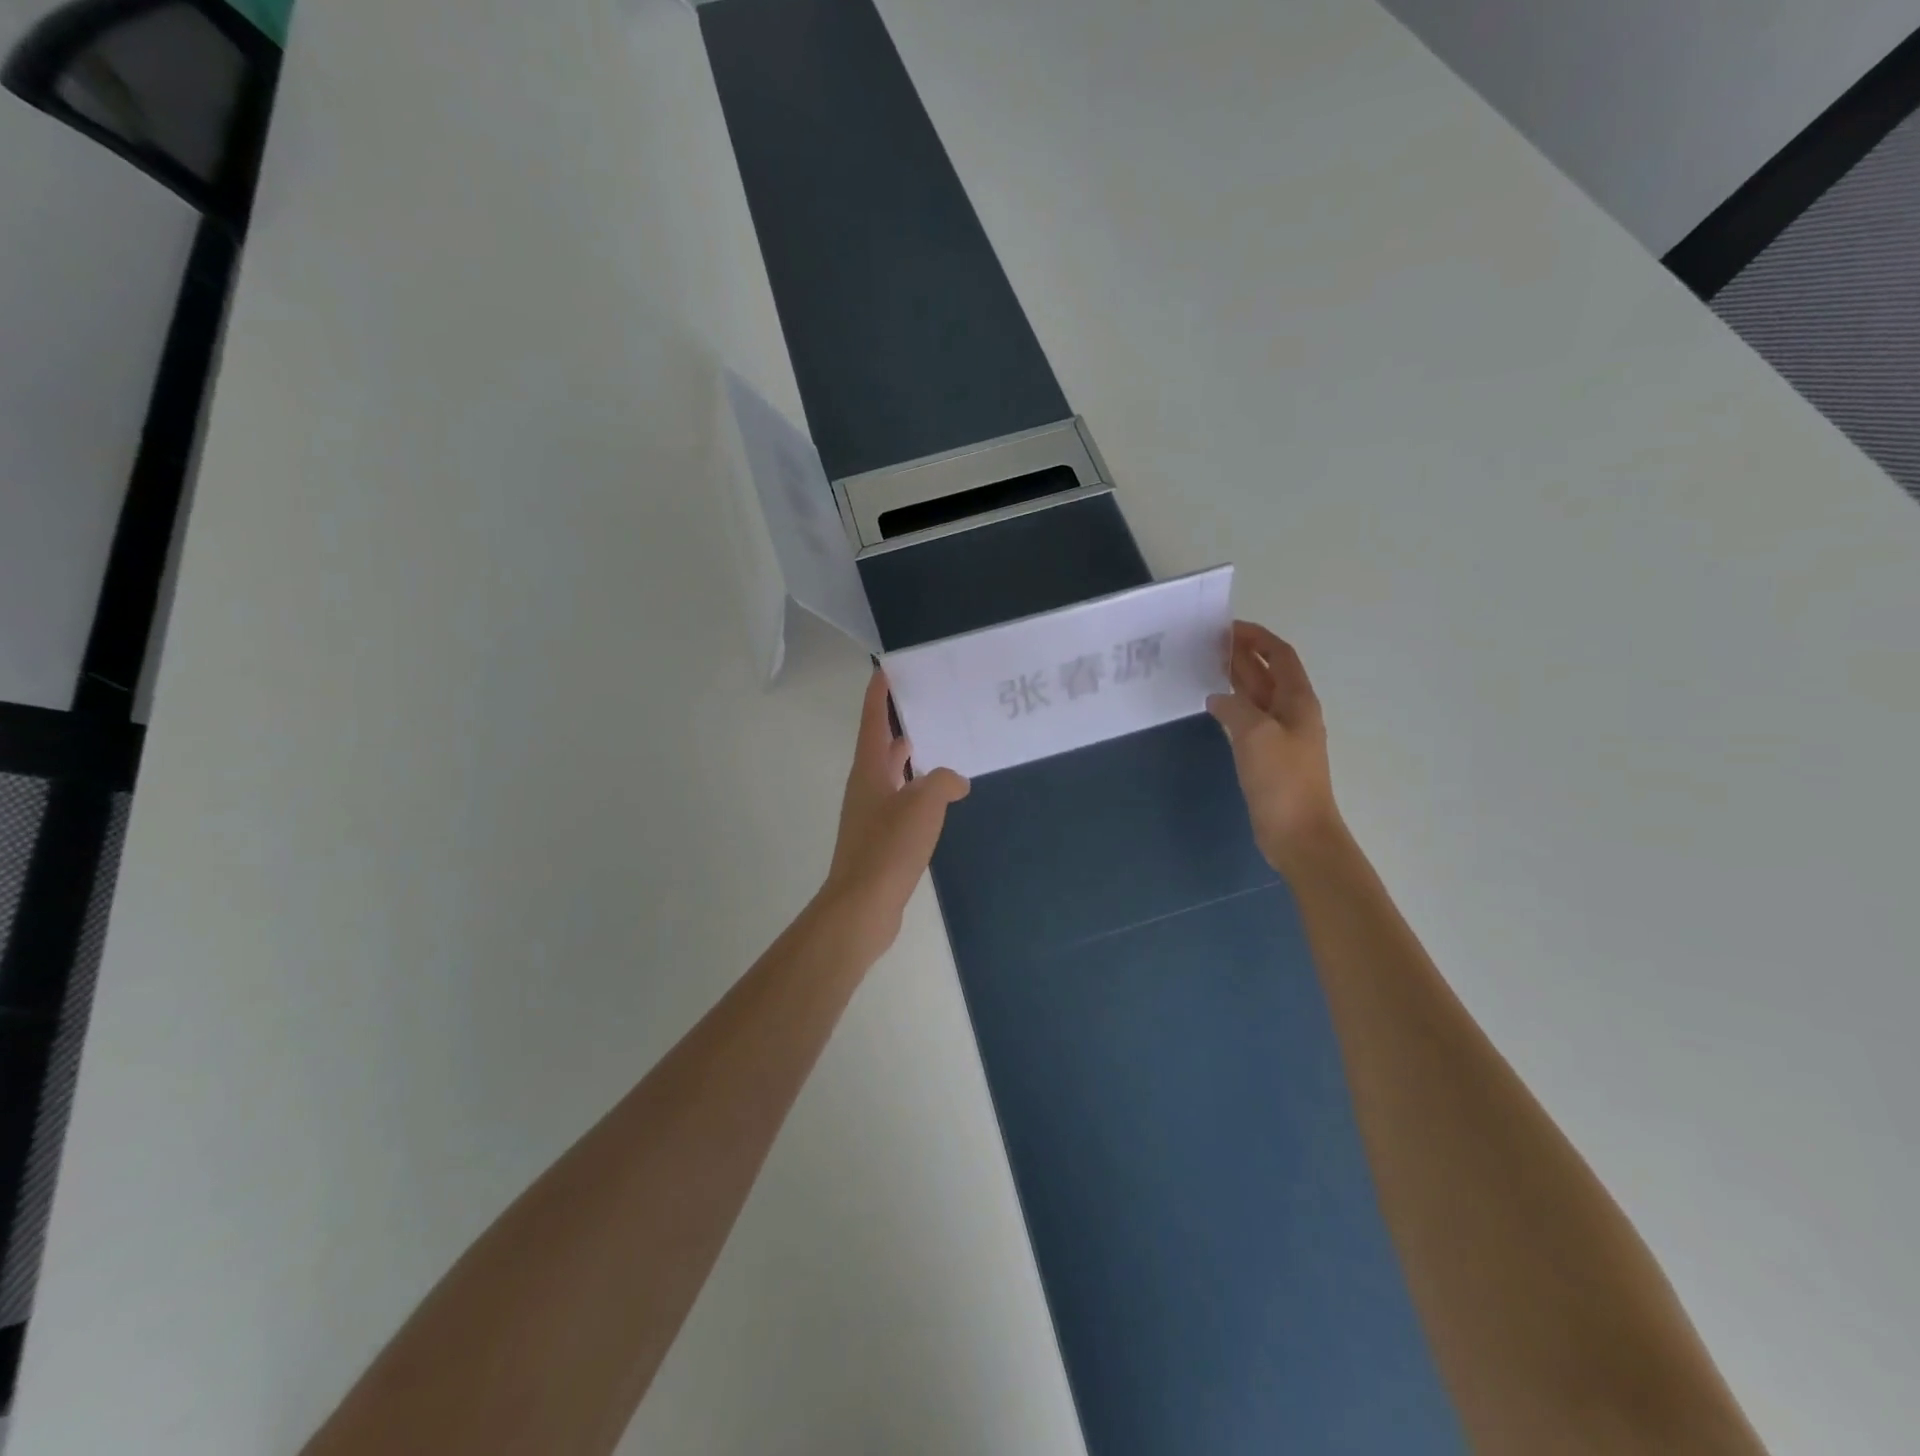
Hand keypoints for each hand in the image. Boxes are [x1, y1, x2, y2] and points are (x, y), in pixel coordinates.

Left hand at [818, 669, 969, 960]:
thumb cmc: (888, 847)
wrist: (862, 906)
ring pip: (894, 778)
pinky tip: (941, 803)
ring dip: (913, 763)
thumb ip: (943, 782)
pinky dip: (919, 795)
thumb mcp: (923, 804)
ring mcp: (871, 816)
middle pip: (882, 747)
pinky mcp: (880, 841)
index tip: (886, 669)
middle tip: (931, 708)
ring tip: (945, 751)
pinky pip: (902, 805)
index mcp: (869, 770)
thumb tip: (955, 781)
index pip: (873, 721)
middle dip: (902, 726)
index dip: (879, 694)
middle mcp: (866, 787)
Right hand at [1207, 621, 1344, 877]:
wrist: (1298, 833)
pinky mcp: (1267, 757)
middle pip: (1268, 673)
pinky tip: (1214, 707)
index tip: (1228, 626)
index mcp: (1298, 701)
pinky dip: (1232, 705)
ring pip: (1257, 695)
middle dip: (1243, 654)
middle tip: (1209, 643)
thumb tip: (1218, 698)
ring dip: (1236, 678)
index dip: (1257, 638)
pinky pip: (1249, 719)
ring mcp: (1280, 736)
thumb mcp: (1256, 735)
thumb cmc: (1282, 781)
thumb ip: (1235, 708)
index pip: (1280, 656)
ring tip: (1206, 666)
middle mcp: (1292, 713)